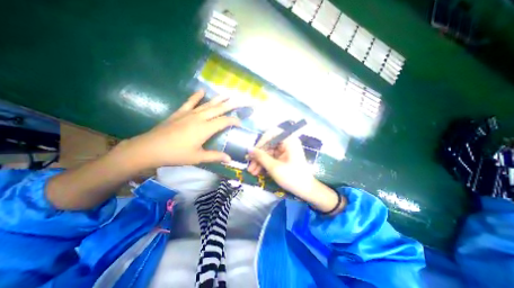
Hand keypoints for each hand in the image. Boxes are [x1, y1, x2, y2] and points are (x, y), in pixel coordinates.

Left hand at [127, 90, 241, 168]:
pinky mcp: (180, 113)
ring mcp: (189, 113)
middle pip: (219, 109)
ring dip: (218, 99)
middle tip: (241, 101)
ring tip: (227, 94)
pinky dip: (196, 96)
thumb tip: (229, 159)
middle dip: (232, 105)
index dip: (234, 121)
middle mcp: (200, 118)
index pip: (224, 121)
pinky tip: (201, 91)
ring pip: (208, 104)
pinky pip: (190, 102)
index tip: (240, 123)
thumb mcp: (197, 157)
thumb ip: (215, 156)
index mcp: (205, 128)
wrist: (150, 148)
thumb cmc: (176, 154)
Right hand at [245, 127, 314, 197]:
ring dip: (260, 161)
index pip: (271, 134)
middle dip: (258, 156)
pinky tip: (258, 171)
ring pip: (268, 152)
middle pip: (268, 144)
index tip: (253, 152)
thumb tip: (249, 149)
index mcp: (289, 141)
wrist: (306, 190)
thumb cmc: (292, 177)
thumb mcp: (274, 167)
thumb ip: (261, 157)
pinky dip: (265, 164)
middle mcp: (287, 143)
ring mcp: (285, 150)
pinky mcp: (283, 157)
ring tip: (252, 172)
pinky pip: (271, 157)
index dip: (261, 142)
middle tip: (250, 166)